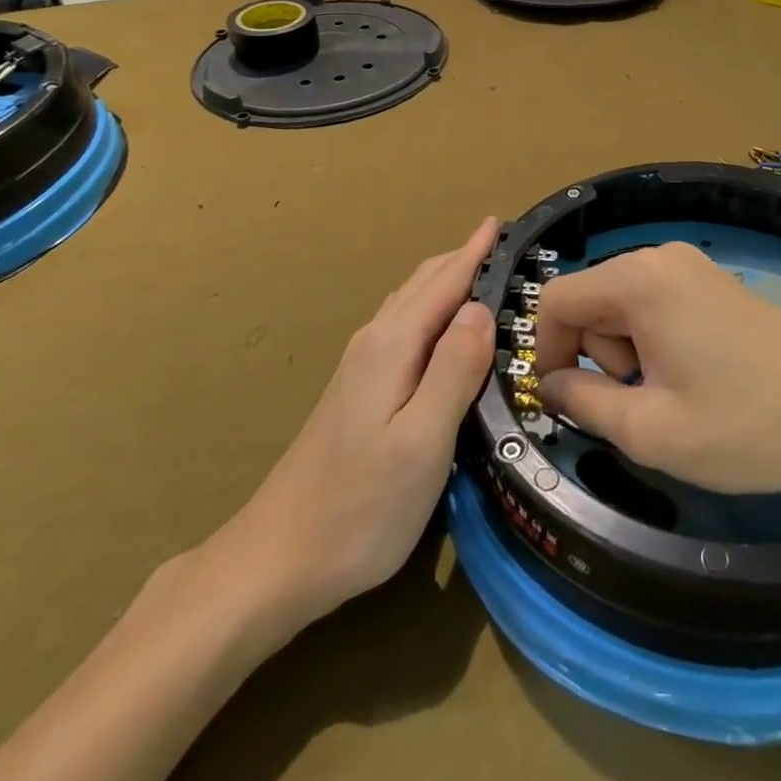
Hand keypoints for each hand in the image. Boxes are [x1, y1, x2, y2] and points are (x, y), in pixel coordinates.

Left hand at [193, 218, 499, 636]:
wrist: (276, 560)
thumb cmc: (360, 506)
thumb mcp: (423, 442)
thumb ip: (455, 370)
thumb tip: (480, 308)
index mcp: (392, 345)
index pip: (443, 283)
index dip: (474, 251)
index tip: (501, 221)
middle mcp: (374, 343)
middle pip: (423, 284)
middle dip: (462, 259)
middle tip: (503, 244)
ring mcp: (361, 366)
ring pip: (410, 304)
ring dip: (446, 282)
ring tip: (481, 274)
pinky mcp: (357, 391)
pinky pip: (404, 327)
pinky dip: (432, 309)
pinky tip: (443, 329)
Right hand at [537, 241, 780, 495]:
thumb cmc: (746, 425)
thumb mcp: (650, 430)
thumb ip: (582, 401)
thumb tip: (551, 383)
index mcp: (638, 279)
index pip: (556, 300)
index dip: (545, 351)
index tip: (563, 399)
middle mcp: (661, 257)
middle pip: (591, 301)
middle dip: (598, 356)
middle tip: (640, 405)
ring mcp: (694, 267)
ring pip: (624, 306)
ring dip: (628, 354)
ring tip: (674, 397)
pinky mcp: (716, 284)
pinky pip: (657, 306)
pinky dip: (656, 343)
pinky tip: (695, 381)